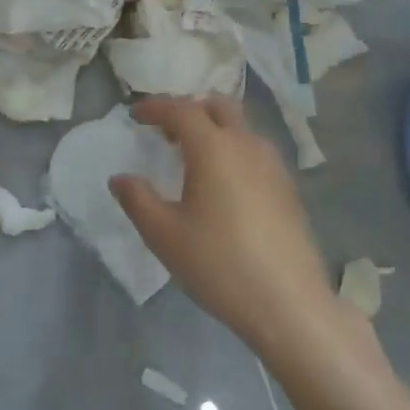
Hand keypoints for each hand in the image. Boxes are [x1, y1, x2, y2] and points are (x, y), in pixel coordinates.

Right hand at [110, 96, 339, 362]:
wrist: (288, 303)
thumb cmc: (218, 263)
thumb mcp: (164, 235)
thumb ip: (137, 200)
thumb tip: (121, 178)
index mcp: (213, 148)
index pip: (181, 110)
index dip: (156, 107)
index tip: (136, 114)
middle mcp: (247, 145)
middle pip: (219, 107)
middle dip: (191, 110)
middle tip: (167, 132)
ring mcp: (274, 166)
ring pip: (242, 128)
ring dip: (216, 130)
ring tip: (195, 159)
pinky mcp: (289, 189)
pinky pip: (257, 152)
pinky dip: (235, 151)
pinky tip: (226, 186)